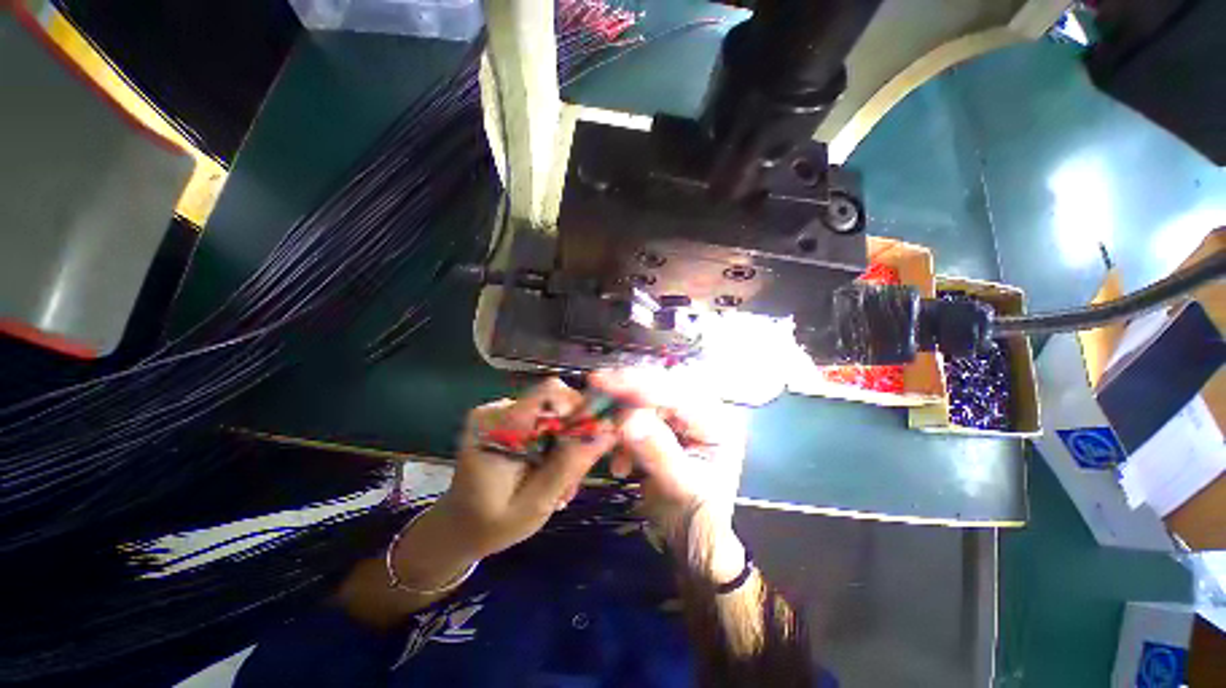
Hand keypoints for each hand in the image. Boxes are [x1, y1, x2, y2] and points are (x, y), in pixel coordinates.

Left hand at [434, 377, 617, 559]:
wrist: (456, 528)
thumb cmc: (491, 524)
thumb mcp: (536, 504)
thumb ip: (570, 465)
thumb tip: (608, 431)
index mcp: (498, 427)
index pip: (550, 391)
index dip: (579, 407)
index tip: (590, 438)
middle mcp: (497, 410)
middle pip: (556, 403)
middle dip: (574, 436)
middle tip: (573, 477)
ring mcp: (499, 412)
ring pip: (553, 414)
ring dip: (564, 445)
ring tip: (559, 483)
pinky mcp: (504, 418)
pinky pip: (542, 421)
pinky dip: (552, 444)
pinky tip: (547, 471)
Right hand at [590, 368, 748, 582]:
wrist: (693, 537)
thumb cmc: (697, 516)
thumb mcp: (681, 488)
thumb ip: (657, 452)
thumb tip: (626, 419)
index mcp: (717, 421)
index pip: (675, 392)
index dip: (638, 385)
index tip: (601, 381)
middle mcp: (701, 410)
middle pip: (659, 387)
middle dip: (625, 393)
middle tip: (594, 393)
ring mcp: (681, 417)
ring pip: (643, 399)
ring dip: (620, 416)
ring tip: (608, 442)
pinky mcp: (663, 426)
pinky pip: (636, 417)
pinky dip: (621, 434)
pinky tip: (620, 464)